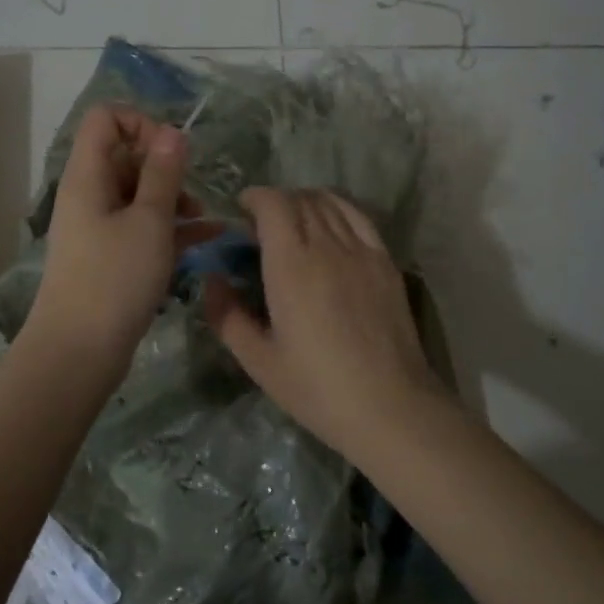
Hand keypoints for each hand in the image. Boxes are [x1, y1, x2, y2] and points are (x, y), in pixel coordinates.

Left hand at [26, 104, 189, 370]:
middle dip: (164, 166)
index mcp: (88, 176)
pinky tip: (210, 238)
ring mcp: (99, 226)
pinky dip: (171, 227)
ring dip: (173, 198)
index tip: (171, 153)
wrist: (79, 352)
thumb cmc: (115, 279)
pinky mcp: (110, 256)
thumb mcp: (149, 221)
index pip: (105, 119)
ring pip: (138, 193)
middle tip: (192, 191)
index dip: (141, 123)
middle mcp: (89, 194)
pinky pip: (142, 226)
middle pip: (126, 156)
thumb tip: (172, 132)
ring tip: (204, 219)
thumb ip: (163, 173)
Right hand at [204, 188, 442, 456]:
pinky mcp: (386, 261)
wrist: (390, 406)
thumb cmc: (317, 388)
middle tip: (261, 228)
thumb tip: (213, 281)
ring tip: (294, 225)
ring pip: (329, 202)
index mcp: (291, 265)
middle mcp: (327, 245)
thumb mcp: (258, 361)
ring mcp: (362, 250)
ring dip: (305, 203)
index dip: (254, 198)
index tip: (240, 213)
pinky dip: (337, 209)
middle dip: (275, 203)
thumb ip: (227, 316)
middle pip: (299, 198)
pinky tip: (330, 228)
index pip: (273, 203)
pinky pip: (358, 216)